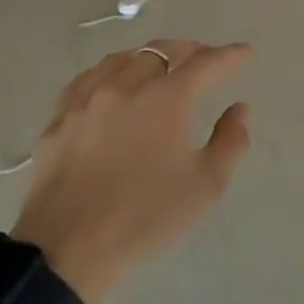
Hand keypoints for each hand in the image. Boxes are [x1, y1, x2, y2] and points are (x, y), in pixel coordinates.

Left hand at [13, 40, 251, 303]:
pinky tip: (112, 84)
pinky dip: (110, 72)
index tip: (245, 52)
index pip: (204, 63)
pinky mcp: (58, 120)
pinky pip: (87, 80)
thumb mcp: (206, 187)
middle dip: (189, 51)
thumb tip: (238, 109)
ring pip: (122, 59)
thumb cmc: (145, 219)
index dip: (229, 55)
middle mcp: (124, 87)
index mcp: (165, 99)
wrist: (66, 252)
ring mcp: (86, 101)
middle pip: (161, 51)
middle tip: (206, 59)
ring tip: (162, 65)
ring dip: (150, 56)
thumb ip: (230, 141)